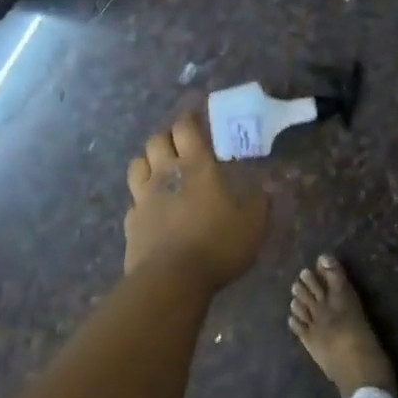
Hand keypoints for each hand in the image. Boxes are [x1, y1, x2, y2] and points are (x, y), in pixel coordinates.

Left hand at [124, 113, 268, 290]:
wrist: (171, 280)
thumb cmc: (217, 244)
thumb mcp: (253, 223)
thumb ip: (259, 202)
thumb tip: (266, 188)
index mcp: (196, 165)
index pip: (185, 128)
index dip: (189, 119)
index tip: (196, 118)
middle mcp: (165, 173)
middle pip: (156, 140)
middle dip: (167, 136)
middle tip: (180, 143)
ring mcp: (143, 198)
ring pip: (137, 165)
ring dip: (148, 161)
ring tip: (160, 169)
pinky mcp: (131, 223)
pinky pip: (133, 201)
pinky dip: (141, 198)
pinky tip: (152, 208)